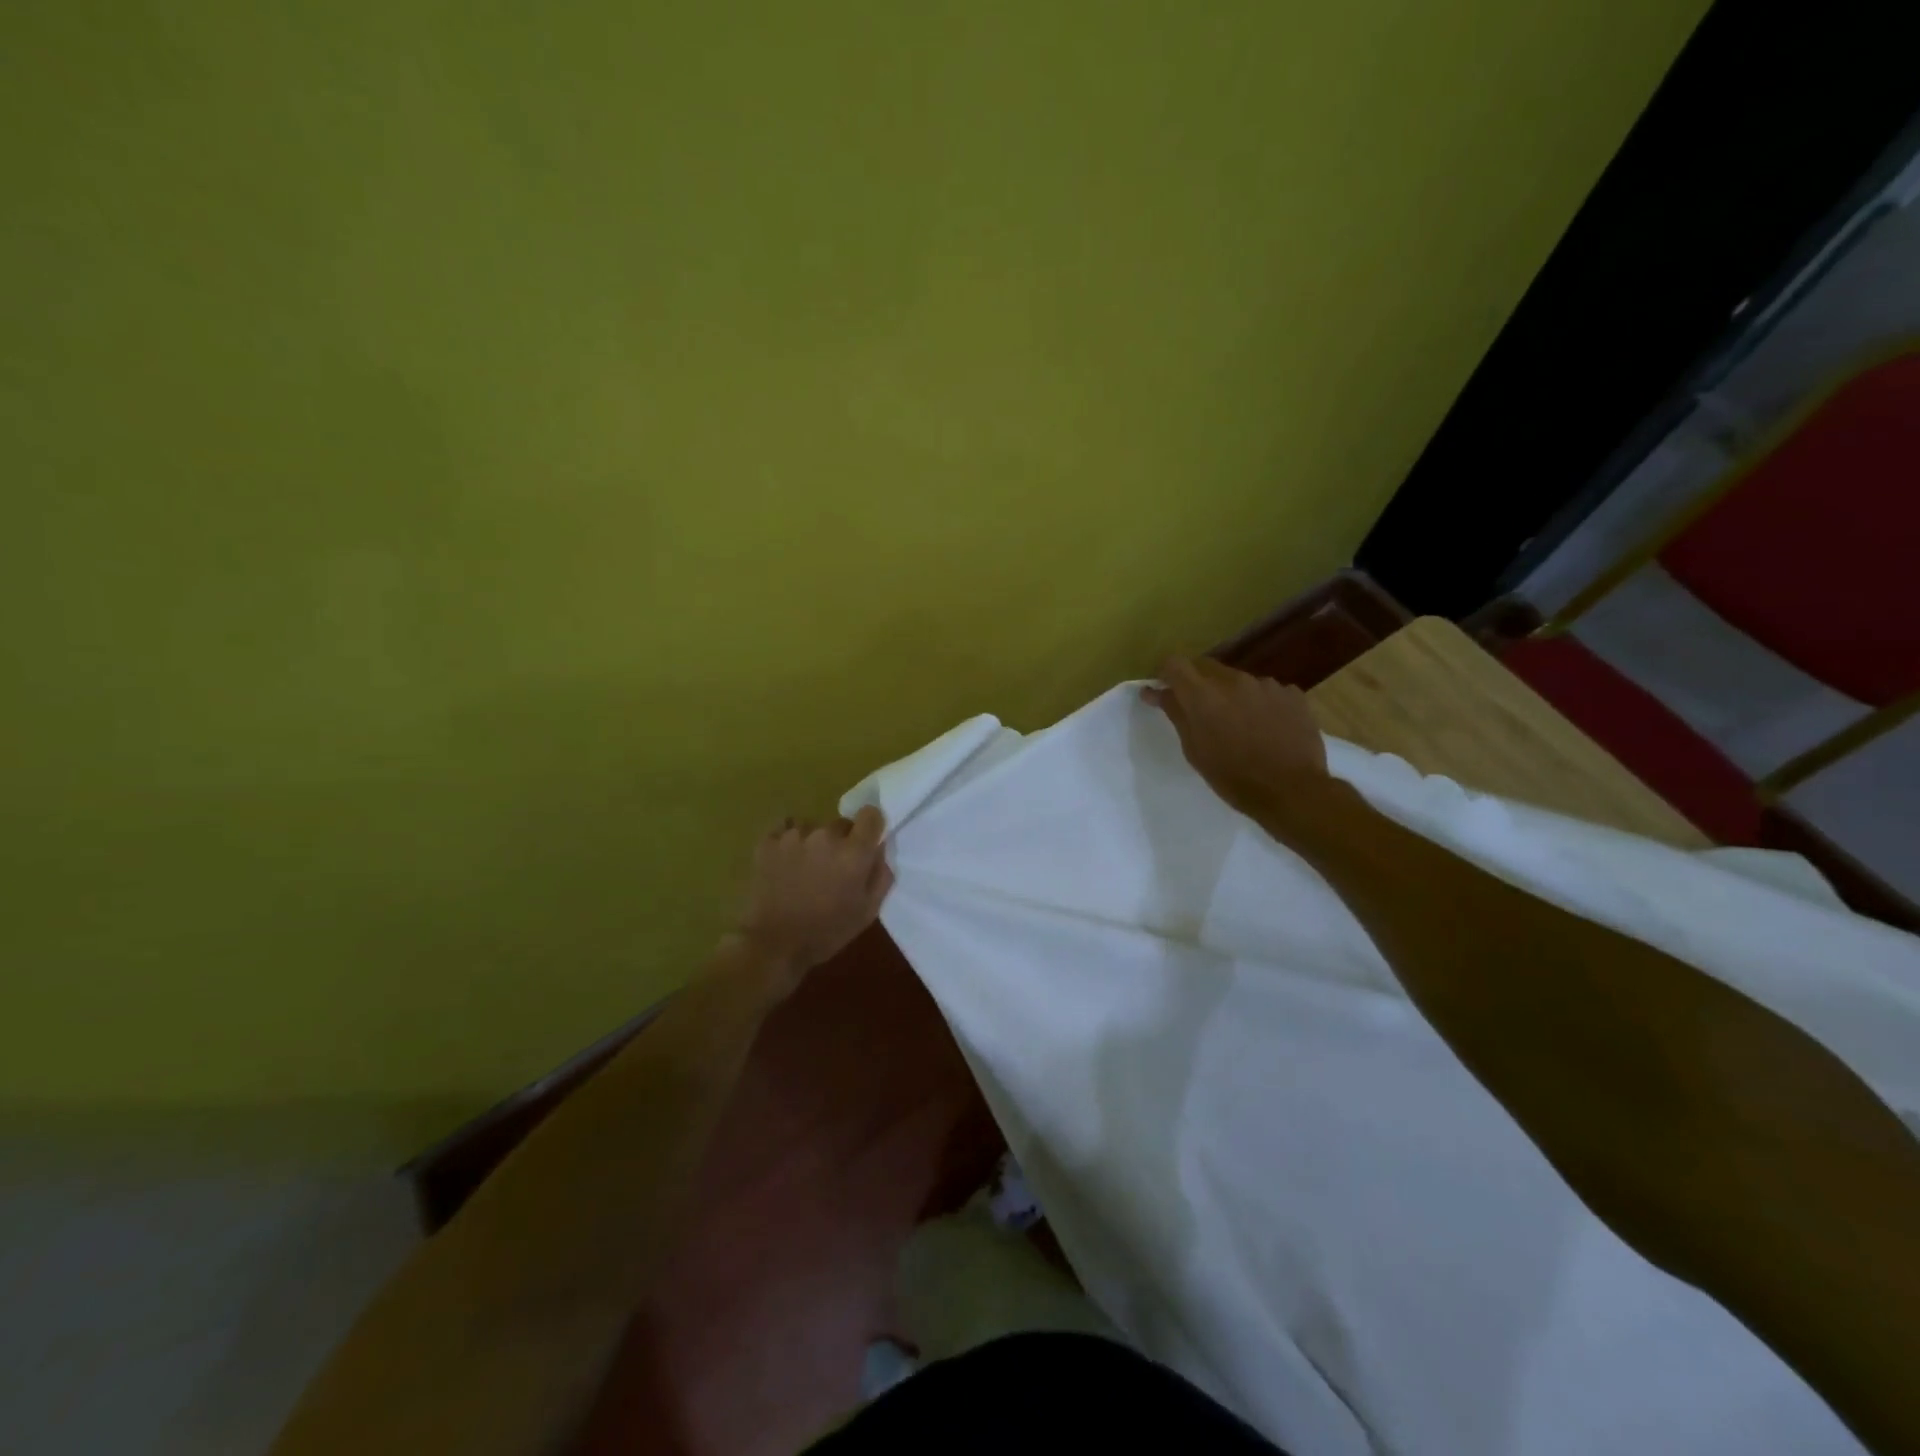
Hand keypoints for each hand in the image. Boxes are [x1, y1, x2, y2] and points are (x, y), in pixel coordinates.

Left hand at [734, 805, 893, 989]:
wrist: (774, 944)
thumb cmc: (826, 931)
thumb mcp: (868, 911)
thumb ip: (881, 874)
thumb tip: (879, 848)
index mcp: (854, 852)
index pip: (871, 814)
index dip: (870, 826)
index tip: (866, 842)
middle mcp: (825, 835)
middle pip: (841, 823)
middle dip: (842, 841)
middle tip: (833, 868)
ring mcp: (794, 836)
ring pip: (813, 827)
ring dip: (814, 841)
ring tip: (805, 868)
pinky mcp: (768, 841)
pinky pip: (785, 827)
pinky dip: (788, 839)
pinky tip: (786, 860)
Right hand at [1143, 656, 1327, 816]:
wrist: (1292, 791)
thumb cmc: (1233, 777)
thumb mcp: (1194, 750)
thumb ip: (1176, 714)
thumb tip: (1155, 691)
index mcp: (1203, 695)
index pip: (1174, 664)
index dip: (1166, 675)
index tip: (1165, 691)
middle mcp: (1233, 680)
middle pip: (1207, 668)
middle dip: (1199, 685)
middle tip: (1202, 714)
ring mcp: (1266, 684)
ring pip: (1238, 681)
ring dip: (1232, 696)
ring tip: (1241, 726)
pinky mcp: (1292, 694)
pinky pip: (1267, 691)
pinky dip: (1260, 704)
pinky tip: (1267, 728)